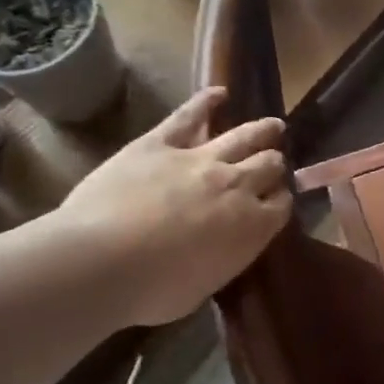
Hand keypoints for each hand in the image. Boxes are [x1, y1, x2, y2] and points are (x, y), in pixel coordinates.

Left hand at [59, 87, 291, 326]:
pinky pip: (189, 116)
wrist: (104, 261)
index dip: (279, 201)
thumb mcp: (202, 288)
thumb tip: (216, 252)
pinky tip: (219, 93)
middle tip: (273, 164)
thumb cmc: (154, 290)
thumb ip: (219, 262)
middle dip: (273, 165)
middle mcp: (236, 186)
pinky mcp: (160, 144)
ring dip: (262, 131)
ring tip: (274, 126)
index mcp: (252, 228)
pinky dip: (206, 103)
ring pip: (243, 136)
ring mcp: (200, 159)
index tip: (276, 201)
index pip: (280, 206)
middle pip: (268, 166)